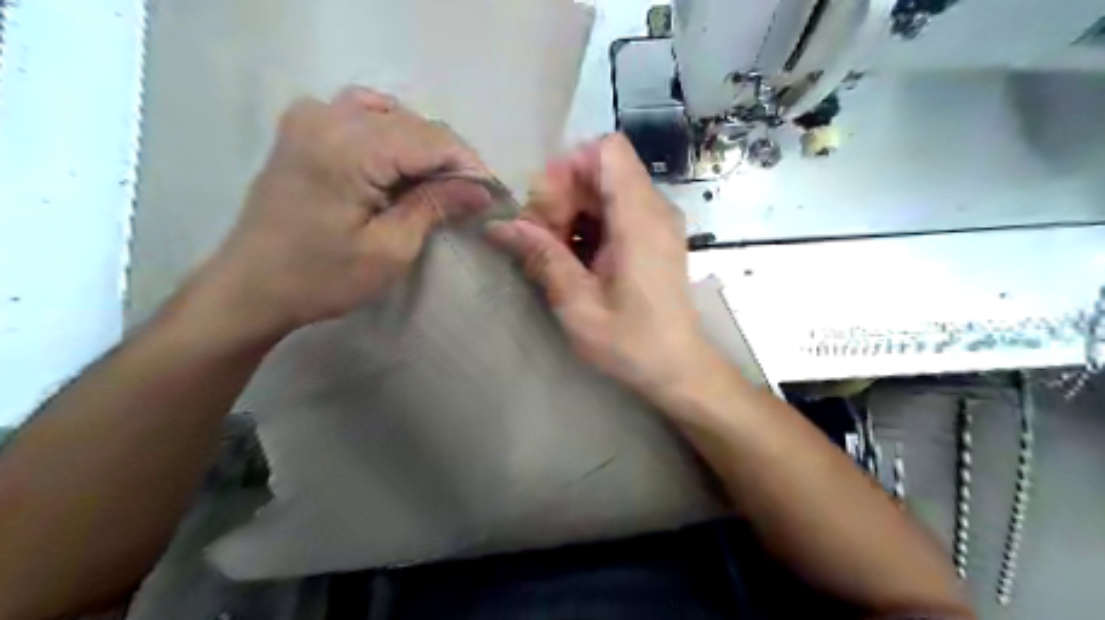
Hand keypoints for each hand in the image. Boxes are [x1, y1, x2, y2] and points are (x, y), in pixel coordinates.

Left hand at [182, 86, 492, 342]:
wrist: (251, 287)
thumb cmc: (322, 277)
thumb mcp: (390, 249)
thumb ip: (436, 206)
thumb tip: (482, 189)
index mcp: (349, 147)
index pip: (432, 139)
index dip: (470, 166)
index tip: (492, 196)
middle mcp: (328, 116)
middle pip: (414, 124)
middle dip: (449, 159)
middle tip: (469, 198)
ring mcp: (310, 116)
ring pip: (392, 115)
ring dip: (423, 147)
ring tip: (438, 185)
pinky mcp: (303, 127)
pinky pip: (363, 113)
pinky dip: (392, 134)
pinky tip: (401, 164)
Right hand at [488, 132, 721, 403]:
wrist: (678, 367)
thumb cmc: (632, 342)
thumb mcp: (578, 305)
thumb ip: (542, 257)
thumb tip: (500, 225)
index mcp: (639, 219)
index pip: (606, 150)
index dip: (569, 167)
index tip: (547, 209)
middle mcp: (654, 209)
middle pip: (599, 168)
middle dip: (563, 195)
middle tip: (545, 240)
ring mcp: (657, 221)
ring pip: (604, 188)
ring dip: (572, 211)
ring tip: (557, 253)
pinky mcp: (654, 235)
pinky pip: (614, 209)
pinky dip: (589, 224)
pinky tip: (577, 259)